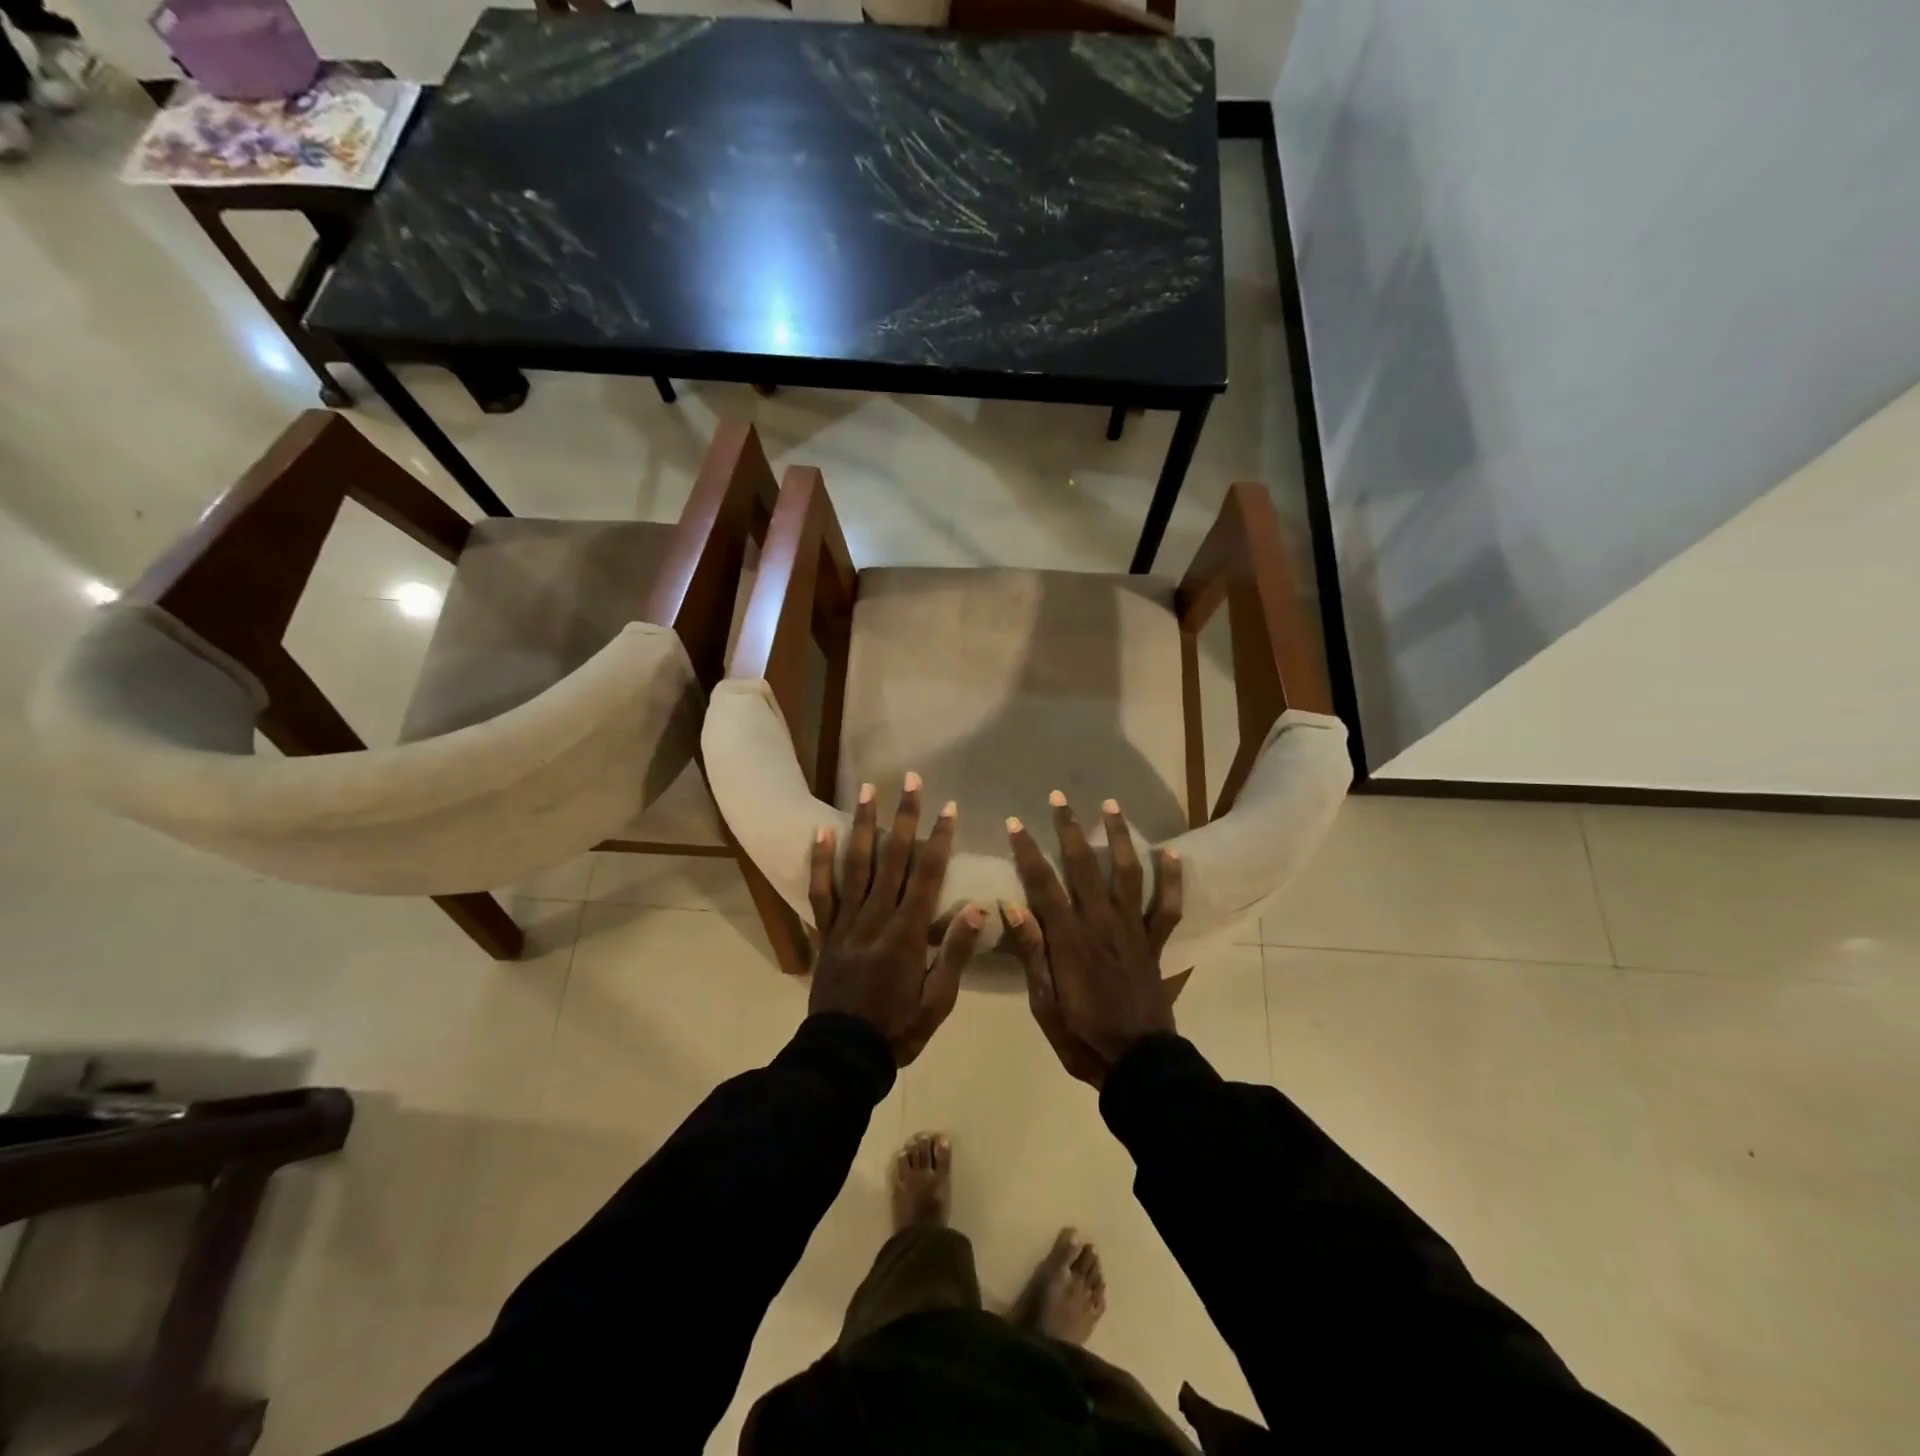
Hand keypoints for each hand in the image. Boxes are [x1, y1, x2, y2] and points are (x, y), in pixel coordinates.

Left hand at [809, 773, 986, 1066]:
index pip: (927, 876)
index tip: (949, 807)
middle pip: (892, 859)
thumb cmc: (899, 1029)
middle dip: (904, 817)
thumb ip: (955, 951)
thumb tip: (980, 908)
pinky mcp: (826, 932)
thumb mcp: (938, 1000)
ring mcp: (846, 923)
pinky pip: (821, 891)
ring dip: (863, 825)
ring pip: (856, 865)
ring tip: (868, 790)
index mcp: (907, 934)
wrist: (843, 1056)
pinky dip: (821, 861)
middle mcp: (876, 918)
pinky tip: (822, 831)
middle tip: (910, 780)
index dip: (939, 839)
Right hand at [1001, 794, 1189, 1086]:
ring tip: (1111, 805)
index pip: (1043, 884)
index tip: (1015, 823)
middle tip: (1058, 797)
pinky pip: (1168, 906)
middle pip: (1083, 866)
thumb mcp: (1044, 1002)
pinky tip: (1171, 853)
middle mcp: (1101, 922)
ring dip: (1118, 837)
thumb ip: (1032, 951)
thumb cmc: (1082, 1036)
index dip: (1027, 851)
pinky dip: (1172, 879)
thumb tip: (1010, 904)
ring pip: (1126, 873)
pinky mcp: (1156, 943)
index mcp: (1069, 938)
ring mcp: (1133, 930)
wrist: (1138, 1065)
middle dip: (1069, 829)